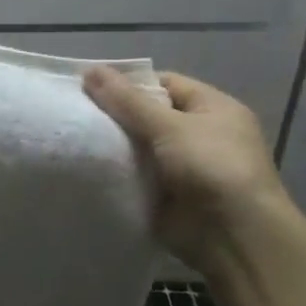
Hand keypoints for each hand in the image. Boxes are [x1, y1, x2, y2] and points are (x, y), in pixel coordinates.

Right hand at [83, 68, 291, 267]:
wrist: (233, 236)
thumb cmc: (211, 167)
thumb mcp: (170, 126)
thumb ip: (128, 100)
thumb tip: (90, 70)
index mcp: (212, 108)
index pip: (165, 84)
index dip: (129, 82)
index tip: (90, 86)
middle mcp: (199, 134)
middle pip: (148, 114)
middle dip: (115, 114)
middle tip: (75, 110)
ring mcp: (182, 166)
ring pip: (138, 146)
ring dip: (113, 144)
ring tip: (72, 135)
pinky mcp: (166, 194)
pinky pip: (135, 175)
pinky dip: (115, 171)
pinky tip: (85, 165)